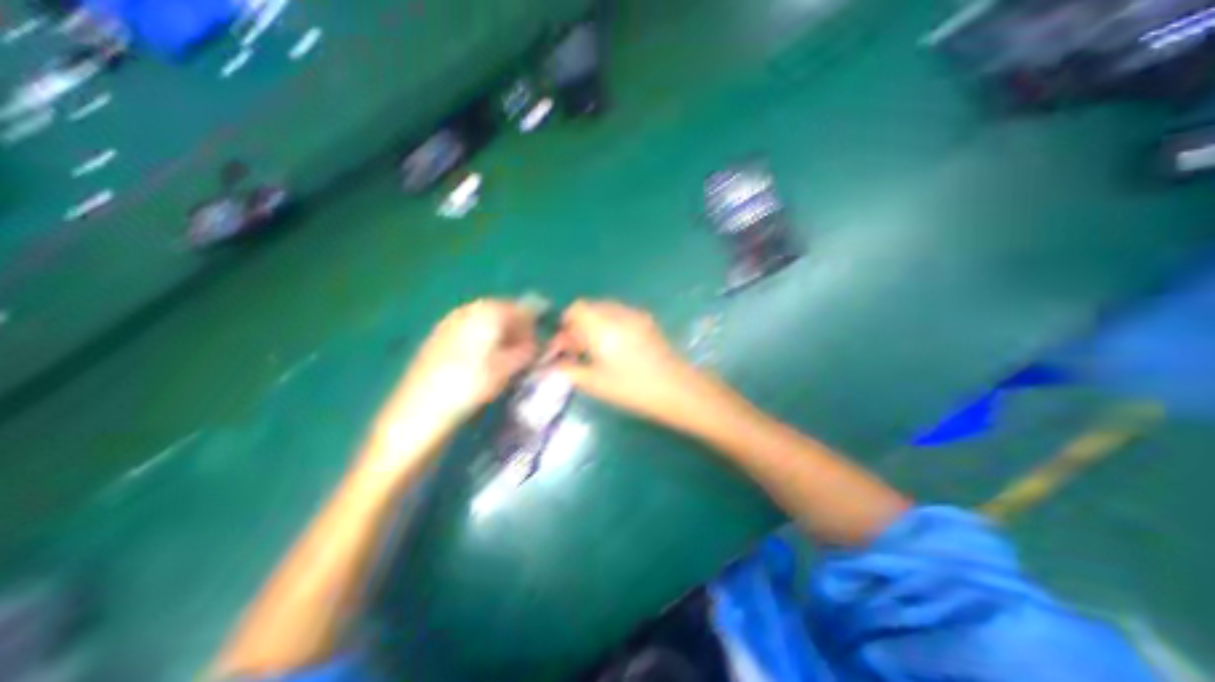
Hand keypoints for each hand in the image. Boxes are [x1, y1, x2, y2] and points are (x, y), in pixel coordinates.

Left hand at [386, 301, 536, 429]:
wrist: (420, 407)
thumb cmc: (471, 385)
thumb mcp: (507, 368)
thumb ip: (527, 351)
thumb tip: (537, 343)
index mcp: (489, 312)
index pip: (521, 309)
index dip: (534, 324)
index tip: (540, 342)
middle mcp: (469, 309)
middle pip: (502, 311)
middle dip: (516, 328)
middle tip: (524, 349)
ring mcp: (450, 320)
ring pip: (484, 320)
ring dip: (499, 333)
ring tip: (504, 356)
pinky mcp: (437, 335)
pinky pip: (468, 329)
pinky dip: (481, 338)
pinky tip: (481, 359)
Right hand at [549, 299, 713, 425]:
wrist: (677, 389)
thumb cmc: (632, 388)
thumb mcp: (595, 383)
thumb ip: (568, 370)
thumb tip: (552, 365)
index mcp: (601, 324)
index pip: (576, 308)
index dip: (565, 324)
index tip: (564, 346)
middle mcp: (618, 313)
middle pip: (590, 308)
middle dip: (579, 326)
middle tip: (577, 351)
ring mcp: (635, 315)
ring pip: (606, 311)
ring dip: (594, 325)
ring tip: (596, 351)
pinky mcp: (648, 322)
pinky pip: (621, 316)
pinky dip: (610, 326)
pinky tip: (615, 349)